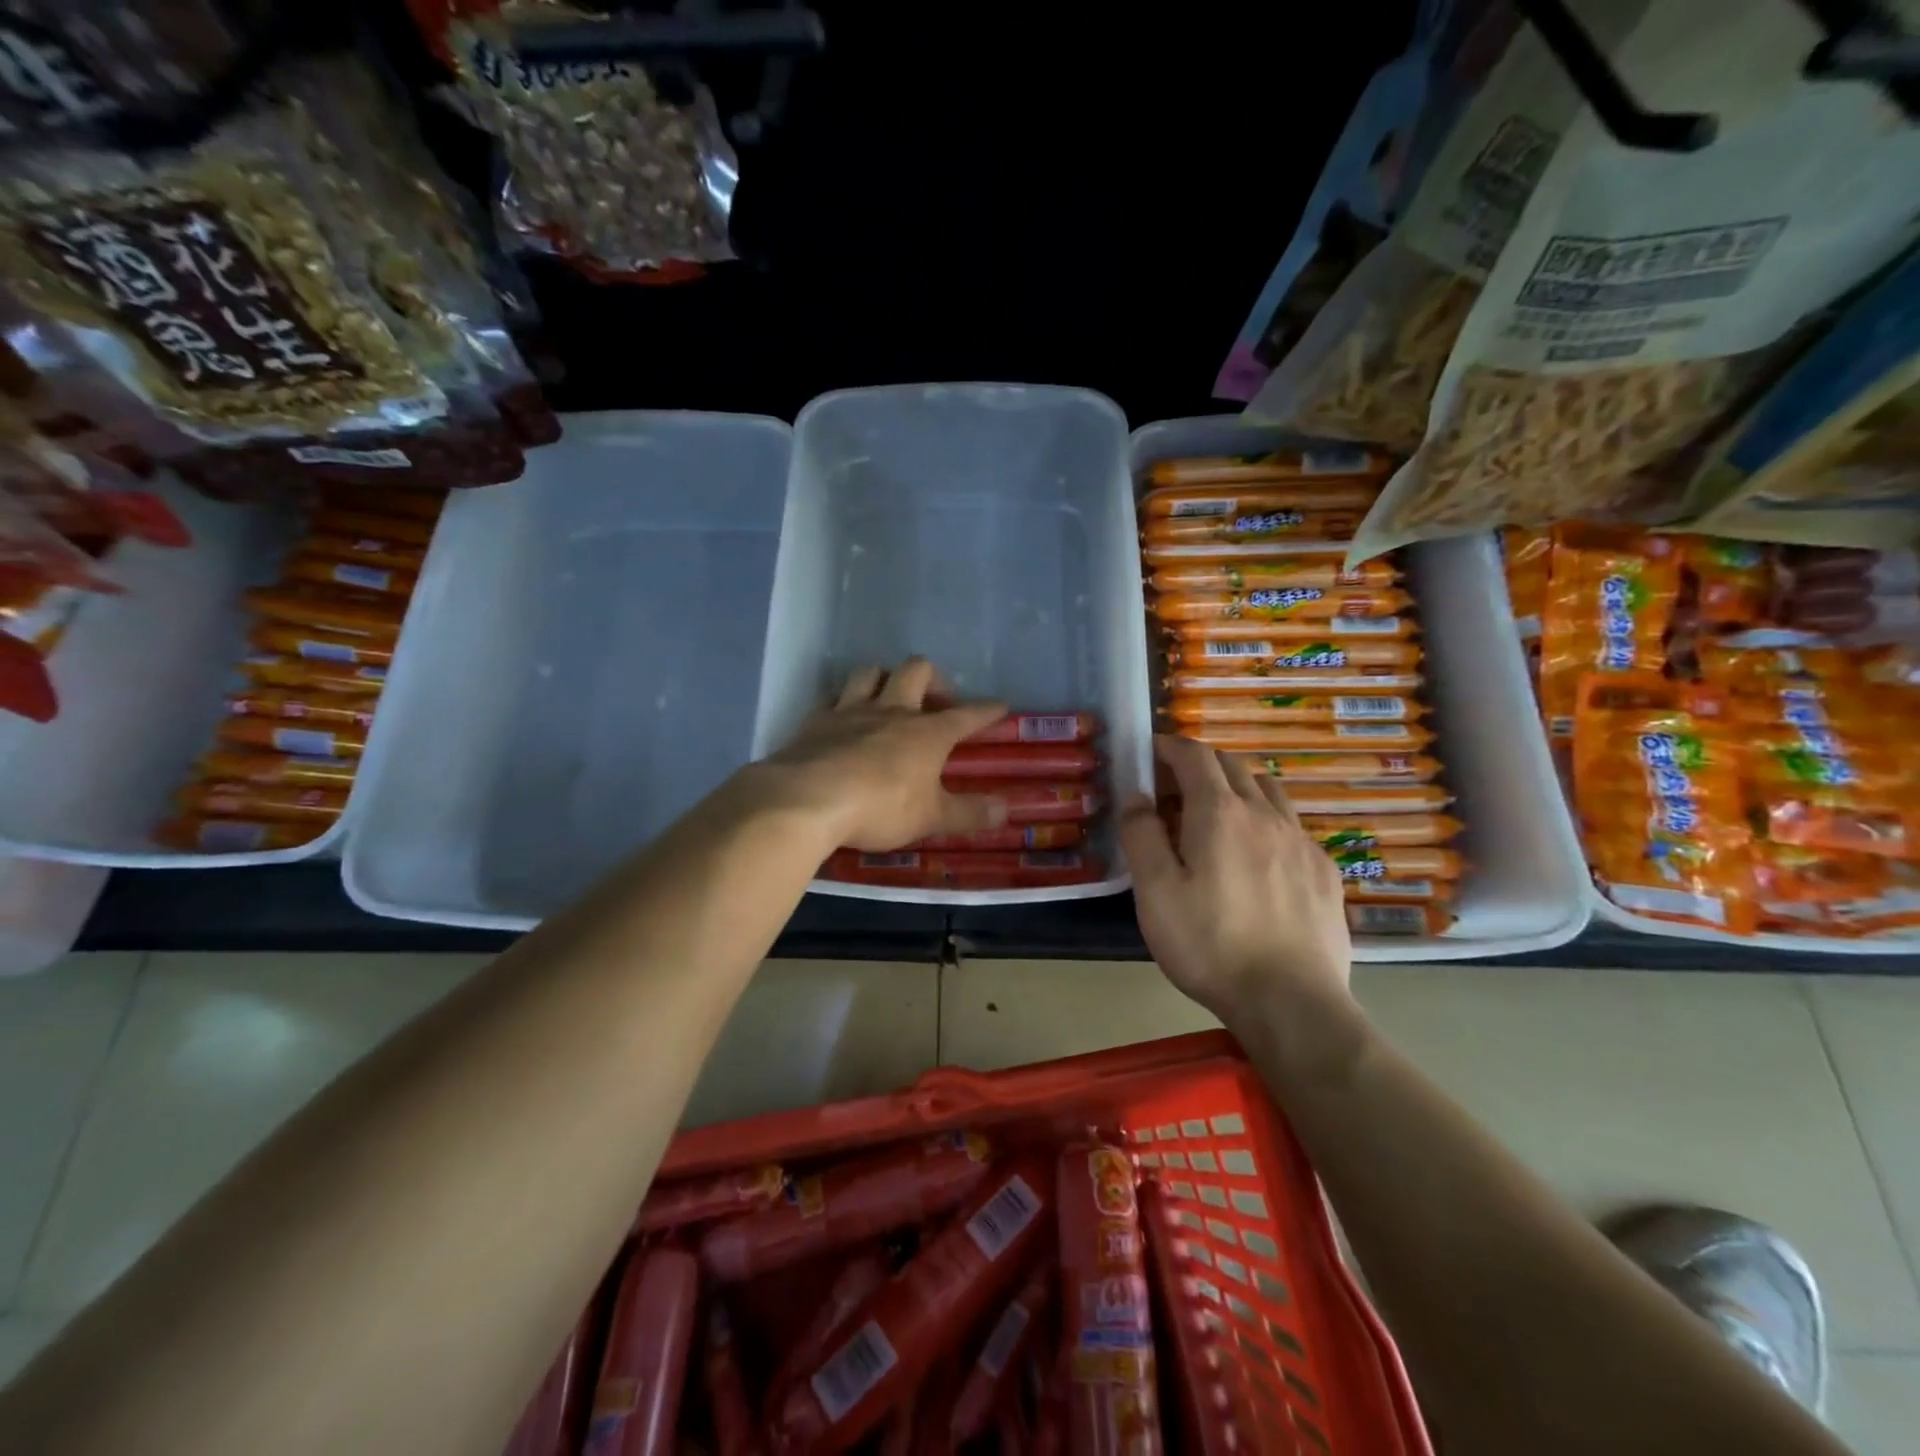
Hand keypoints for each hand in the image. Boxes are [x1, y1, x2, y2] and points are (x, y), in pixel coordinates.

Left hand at [756, 658, 1010, 850]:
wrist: (807, 800)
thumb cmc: (880, 808)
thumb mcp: (931, 818)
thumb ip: (969, 813)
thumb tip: (1006, 809)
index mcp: (927, 733)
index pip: (966, 714)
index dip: (986, 710)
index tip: (1000, 706)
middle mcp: (892, 711)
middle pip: (916, 671)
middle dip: (932, 678)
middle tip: (936, 700)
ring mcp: (850, 711)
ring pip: (871, 672)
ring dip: (883, 678)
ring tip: (888, 697)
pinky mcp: (815, 721)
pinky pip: (832, 698)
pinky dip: (841, 703)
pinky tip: (841, 718)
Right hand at [1119, 735, 1351, 1025]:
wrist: (1290, 1002)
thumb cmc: (1210, 944)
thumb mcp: (1155, 893)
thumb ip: (1141, 836)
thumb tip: (1135, 795)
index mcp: (1220, 812)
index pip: (1193, 755)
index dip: (1168, 746)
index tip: (1149, 752)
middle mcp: (1265, 813)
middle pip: (1232, 765)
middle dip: (1198, 765)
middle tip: (1172, 790)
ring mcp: (1301, 840)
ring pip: (1268, 789)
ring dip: (1236, 786)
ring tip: (1216, 815)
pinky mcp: (1324, 870)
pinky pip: (1292, 824)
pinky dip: (1266, 820)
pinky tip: (1258, 856)